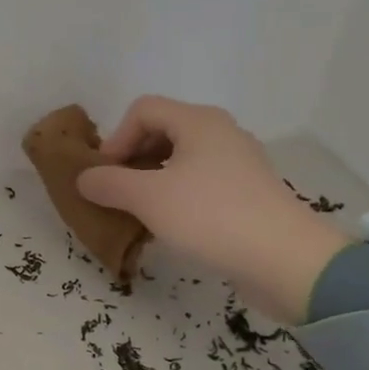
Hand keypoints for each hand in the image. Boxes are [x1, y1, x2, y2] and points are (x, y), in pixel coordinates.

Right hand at [76, 96, 350, 321]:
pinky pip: (201, 182)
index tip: (105, 176)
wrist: (283, 259)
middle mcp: (221, 133)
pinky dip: (177, 196)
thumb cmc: (211, 217)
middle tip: (117, 193)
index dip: (116, 138)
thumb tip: (84, 178)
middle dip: (132, 159)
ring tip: (138, 212)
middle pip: (163, 131)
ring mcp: (239, 163)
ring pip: (182, 159)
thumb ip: (110, 184)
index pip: (143, 110)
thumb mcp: (149, 199)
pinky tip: (170, 226)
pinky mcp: (248, 193)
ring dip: (152, 180)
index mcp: (199, 121)